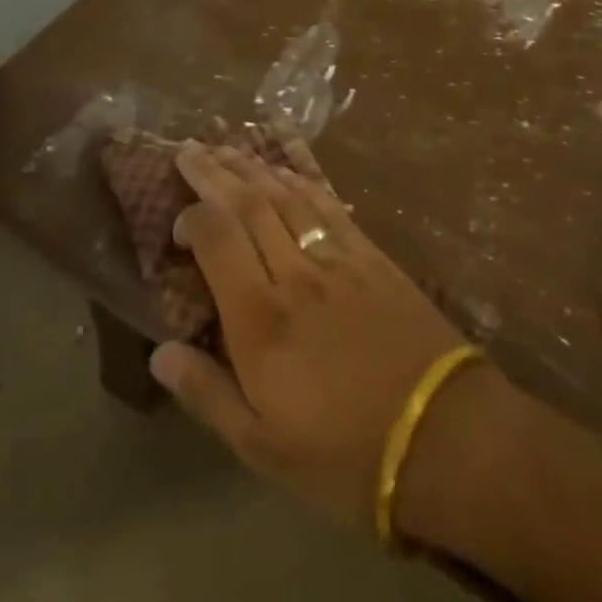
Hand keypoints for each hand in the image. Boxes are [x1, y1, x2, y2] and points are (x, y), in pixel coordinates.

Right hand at [149, 141, 466, 529]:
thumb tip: (160, 352)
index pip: (217, 238)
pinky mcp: (371, 255)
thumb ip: (207, 393)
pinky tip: (289, 170)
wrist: (441, 435)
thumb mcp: (262, 446)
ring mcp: (338, 257)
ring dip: (254, 168)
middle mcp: (295, 272)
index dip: (192, 218)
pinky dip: (303, 181)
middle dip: (215, 171)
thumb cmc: (343, 452)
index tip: (178, 223)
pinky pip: (329, 204)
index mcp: (260, 318)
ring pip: (287, 195)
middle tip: (191, 148)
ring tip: (229, 148)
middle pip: (248, 203)